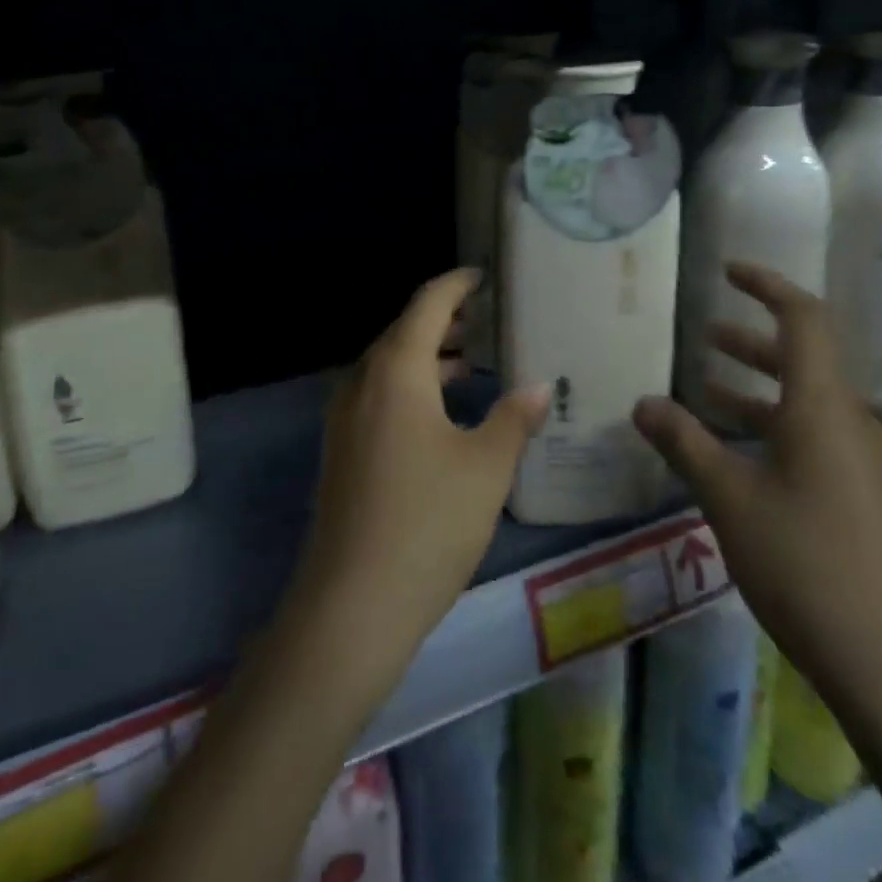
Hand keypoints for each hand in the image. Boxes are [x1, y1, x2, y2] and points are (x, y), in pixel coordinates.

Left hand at [289, 269, 550, 681]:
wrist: (352, 604)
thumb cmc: (428, 522)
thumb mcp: (486, 467)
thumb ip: (514, 417)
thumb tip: (539, 385)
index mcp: (396, 371)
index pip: (426, 305)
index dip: (456, 285)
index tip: (483, 276)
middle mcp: (363, 383)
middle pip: (404, 332)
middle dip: (444, 321)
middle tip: (486, 319)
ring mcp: (345, 418)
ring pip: (389, 367)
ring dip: (428, 357)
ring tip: (472, 361)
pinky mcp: (342, 450)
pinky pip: (379, 396)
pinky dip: (412, 387)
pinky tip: (442, 413)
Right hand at [633, 264, 881, 693]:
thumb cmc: (804, 562)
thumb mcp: (729, 498)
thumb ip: (685, 443)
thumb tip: (642, 402)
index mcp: (823, 407)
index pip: (803, 320)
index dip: (768, 286)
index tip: (728, 271)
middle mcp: (849, 423)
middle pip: (804, 359)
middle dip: (752, 341)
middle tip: (705, 334)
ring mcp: (860, 462)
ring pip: (805, 402)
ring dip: (757, 387)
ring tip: (704, 388)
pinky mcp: (861, 496)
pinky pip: (812, 437)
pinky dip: (771, 426)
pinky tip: (732, 453)